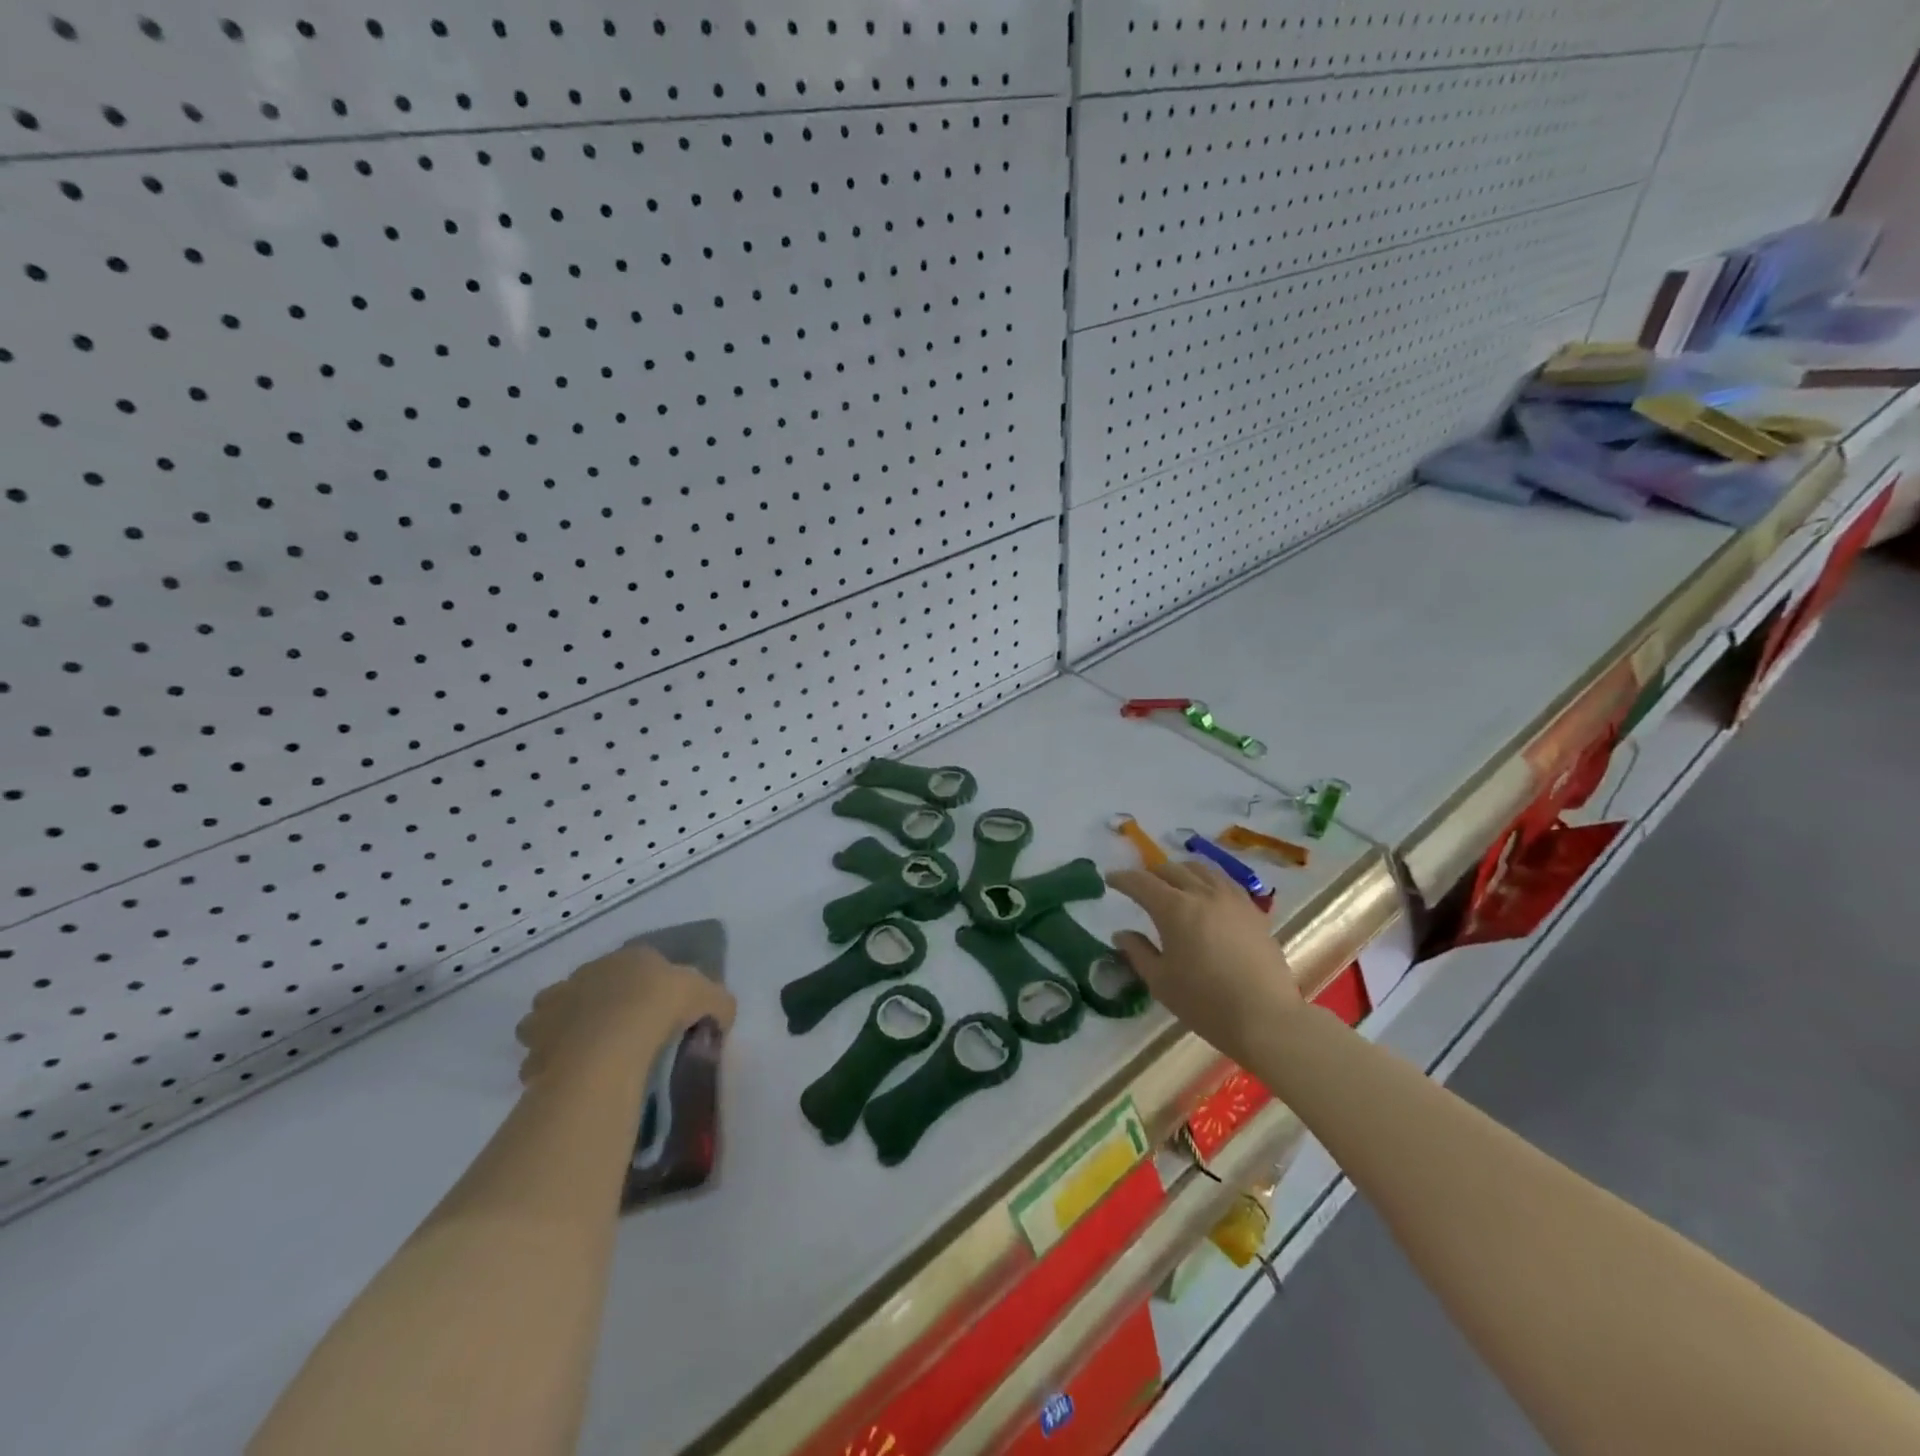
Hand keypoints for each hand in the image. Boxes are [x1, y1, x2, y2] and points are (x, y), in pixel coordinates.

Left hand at [515, 945, 736, 1089]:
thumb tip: (723, 1015)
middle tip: (616, 1035)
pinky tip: (569, 1079)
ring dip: (561, 1031)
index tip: (653, 1010)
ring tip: (584, 1057)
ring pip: (551, 1016)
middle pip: (588, 987)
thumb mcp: (709, 997)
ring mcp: (554, 1007)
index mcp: (629, 958)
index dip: (642, 987)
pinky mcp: (535, 1043)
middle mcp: (586, 974)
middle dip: (595, 1006)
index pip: (634, 964)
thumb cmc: (662, 1006)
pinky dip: (548, 1064)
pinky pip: (539, 1054)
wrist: (613, 1042)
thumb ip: (719, 1003)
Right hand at [1107, 859, 1303, 1066]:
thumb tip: (1122, 934)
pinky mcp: (1253, 910)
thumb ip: (1138, 952)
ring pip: (1201, 869)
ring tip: (1173, 884)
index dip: (1123, 879)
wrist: (1265, 1018)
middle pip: (1171, 869)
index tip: (1111, 879)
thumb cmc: (1205, 1003)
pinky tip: (1206, 894)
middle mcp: (1202, 894)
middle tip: (1140, 886)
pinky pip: (1224, 881)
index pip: (1141, 882)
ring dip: (1180, 871)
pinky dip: (1207, 880)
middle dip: (1151, 874)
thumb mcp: (1161, 981)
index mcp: (1174, 909)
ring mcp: (1232, 899)